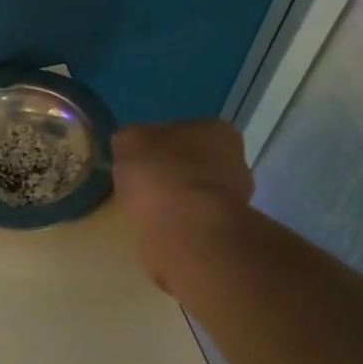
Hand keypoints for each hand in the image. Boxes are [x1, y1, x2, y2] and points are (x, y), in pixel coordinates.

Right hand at [111, 121, 255, 293]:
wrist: (187, 233)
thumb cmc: (162, 176)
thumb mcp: (129, 142)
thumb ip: (128, 137)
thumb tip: (129, 145)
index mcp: (217, 131)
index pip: (176, 130)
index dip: (150, 143)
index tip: (130, 158)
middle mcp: (234, 161)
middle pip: (188, 163)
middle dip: (164, 172)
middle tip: (134, 184)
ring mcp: (232, 200)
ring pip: (189, 193)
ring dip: (169, 200)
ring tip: (140, 209)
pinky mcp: (221, 231)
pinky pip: (188, 220)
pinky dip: (171, 223)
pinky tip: (152, 227)